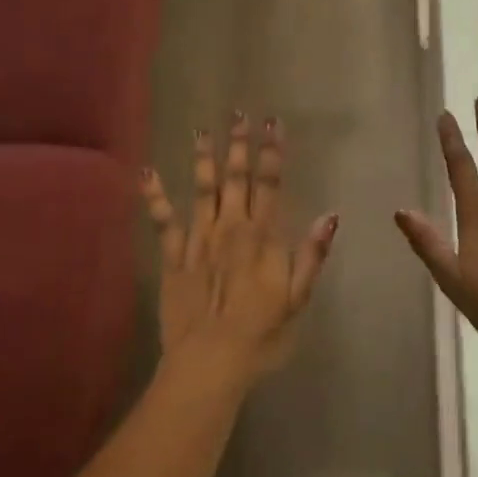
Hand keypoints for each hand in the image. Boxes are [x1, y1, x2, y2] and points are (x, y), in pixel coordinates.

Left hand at [141, 113, 337, 387]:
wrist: (210, 361)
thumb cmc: (262, 333)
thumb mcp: (298, 298)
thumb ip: (312, 254)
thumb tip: (330, 215)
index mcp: (263, 237)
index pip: (270, 185)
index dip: (272, 153)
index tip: (273, 124)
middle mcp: (231, 229)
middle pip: (235, 179)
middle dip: (238, 145)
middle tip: (238, 115)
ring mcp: (198, 240)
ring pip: (202, 190)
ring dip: (203, 159)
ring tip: (202, 131)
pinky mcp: (173, 257)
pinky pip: (163, 221)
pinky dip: (154, 196)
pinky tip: (147, 172)